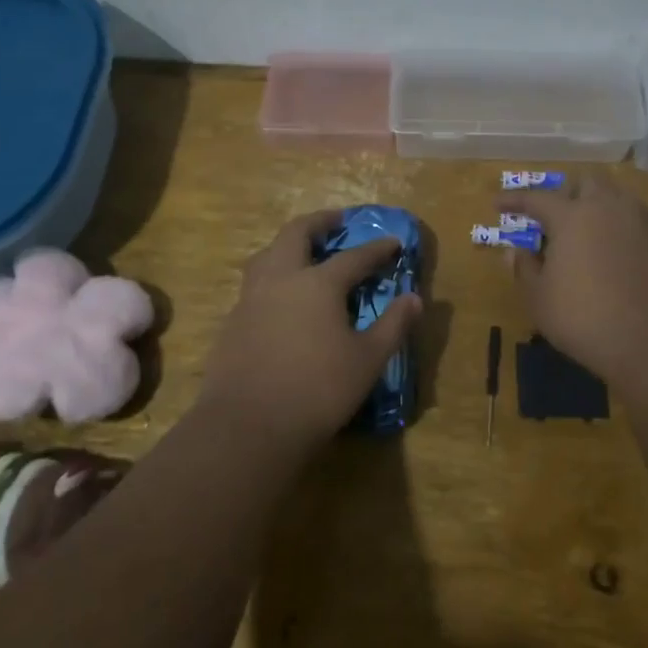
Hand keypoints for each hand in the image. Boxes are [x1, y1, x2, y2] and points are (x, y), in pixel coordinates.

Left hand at [200, 210, 421, 443]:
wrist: (247, 426)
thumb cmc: (318, 391)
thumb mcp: (367, 360)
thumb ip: (393, 325)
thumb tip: (414, 298)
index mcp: (317, 283)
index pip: (353, 257)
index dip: (376, 249)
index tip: (393, 242)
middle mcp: (281, 279)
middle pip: (296, 234)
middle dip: (319, 222)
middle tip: (336, 221)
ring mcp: (250, 299)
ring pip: (267, 255)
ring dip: (288, 245)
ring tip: (304, 254)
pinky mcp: (232, 322)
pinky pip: (254, 285)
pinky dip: (272, 277)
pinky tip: (281, 299)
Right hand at [498, 175, 647, 399]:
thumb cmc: (585, 319)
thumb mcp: (540, 300)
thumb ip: (524, 269)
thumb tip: (515, 251)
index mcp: (573, 216)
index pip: (537, 197)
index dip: (515, 199)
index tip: (498, 203)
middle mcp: (609, 208)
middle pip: (586, 183)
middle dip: (566, 193)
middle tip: (552, 217)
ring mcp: (643, 223)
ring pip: (616, 198)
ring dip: (596, 206)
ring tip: (584, 234)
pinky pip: (636, 222)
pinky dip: (618, 228)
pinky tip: (612, 253)